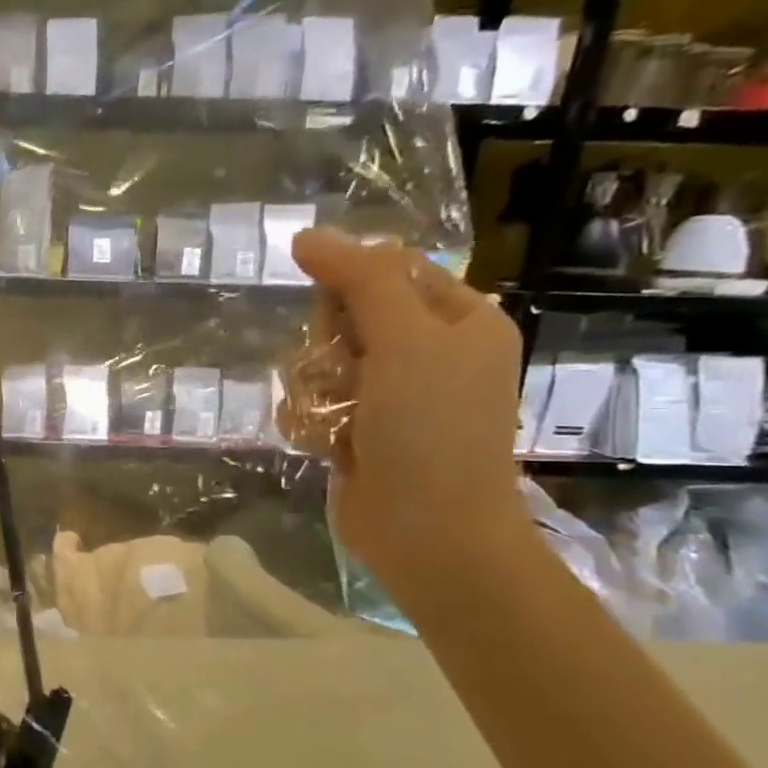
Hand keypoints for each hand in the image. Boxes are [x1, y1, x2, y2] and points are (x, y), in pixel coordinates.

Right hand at [288, 229, 527, 592]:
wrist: (427, 531)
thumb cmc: (429, 429)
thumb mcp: (404, 341)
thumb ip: (358, 281)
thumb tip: (307, 235)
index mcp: (460, 320)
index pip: (388, 269)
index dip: (350, 284)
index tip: (333, 314)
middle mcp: (427, 352)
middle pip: (345, 314)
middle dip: (328, 343)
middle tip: (343, 372)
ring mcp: (389, 394)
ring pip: (319, 359)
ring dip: (314, 386)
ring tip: (333, 417)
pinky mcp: (356, 429)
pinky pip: (312, 400)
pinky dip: (309, 417)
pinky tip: (323, 441)